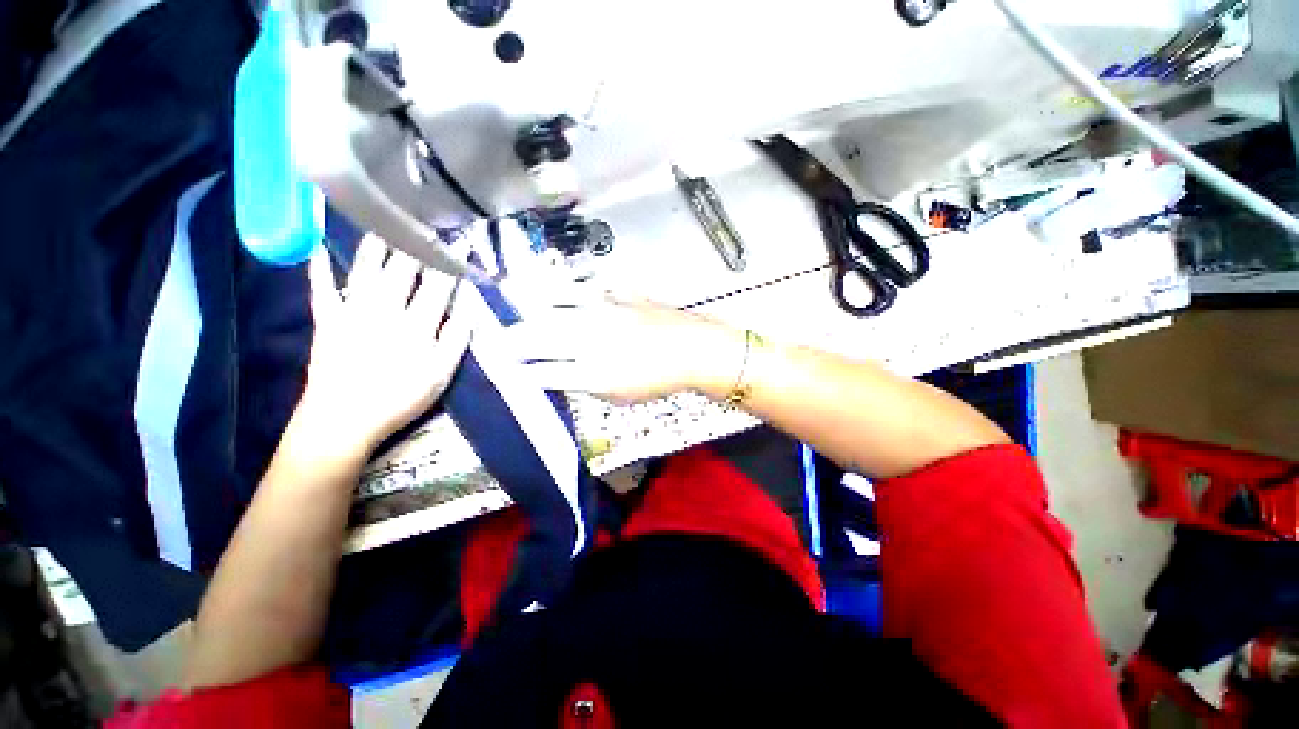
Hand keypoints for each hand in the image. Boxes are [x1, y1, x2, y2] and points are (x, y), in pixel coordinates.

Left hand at [297, 237, 471, 453]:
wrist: (342, 420)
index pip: (438, 286)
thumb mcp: (440, 376)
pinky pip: (322, 288)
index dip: (450, 263)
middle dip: (417, 245)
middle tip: (425, 222)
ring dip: (374, 245)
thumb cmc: (398, 399)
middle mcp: (384, 310)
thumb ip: (454, 342)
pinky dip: (318, 267)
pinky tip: (316, 246)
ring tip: (382, 223)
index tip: (461, 242)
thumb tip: (467, 311)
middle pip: (403, 271)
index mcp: (416, 325)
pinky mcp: (327, 320)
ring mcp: (352, 312)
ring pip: (365, 270)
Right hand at [502, 295, 744, 403]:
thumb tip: (561, 374)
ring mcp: (605, 312)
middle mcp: (594, 339)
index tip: (508, 368)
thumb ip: (586, 385)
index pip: (545, 371)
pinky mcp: (618, 294)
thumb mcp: (621, 396)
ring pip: (556, 304)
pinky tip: (550, 284)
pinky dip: (563, 286)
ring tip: (510, 301)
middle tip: (501, 338)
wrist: (693, 349)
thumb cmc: (659, 379)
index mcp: (595, 372)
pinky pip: (583, 286)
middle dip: (514, 338)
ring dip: (530, 305)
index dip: (522, 371)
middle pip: (541, 335)